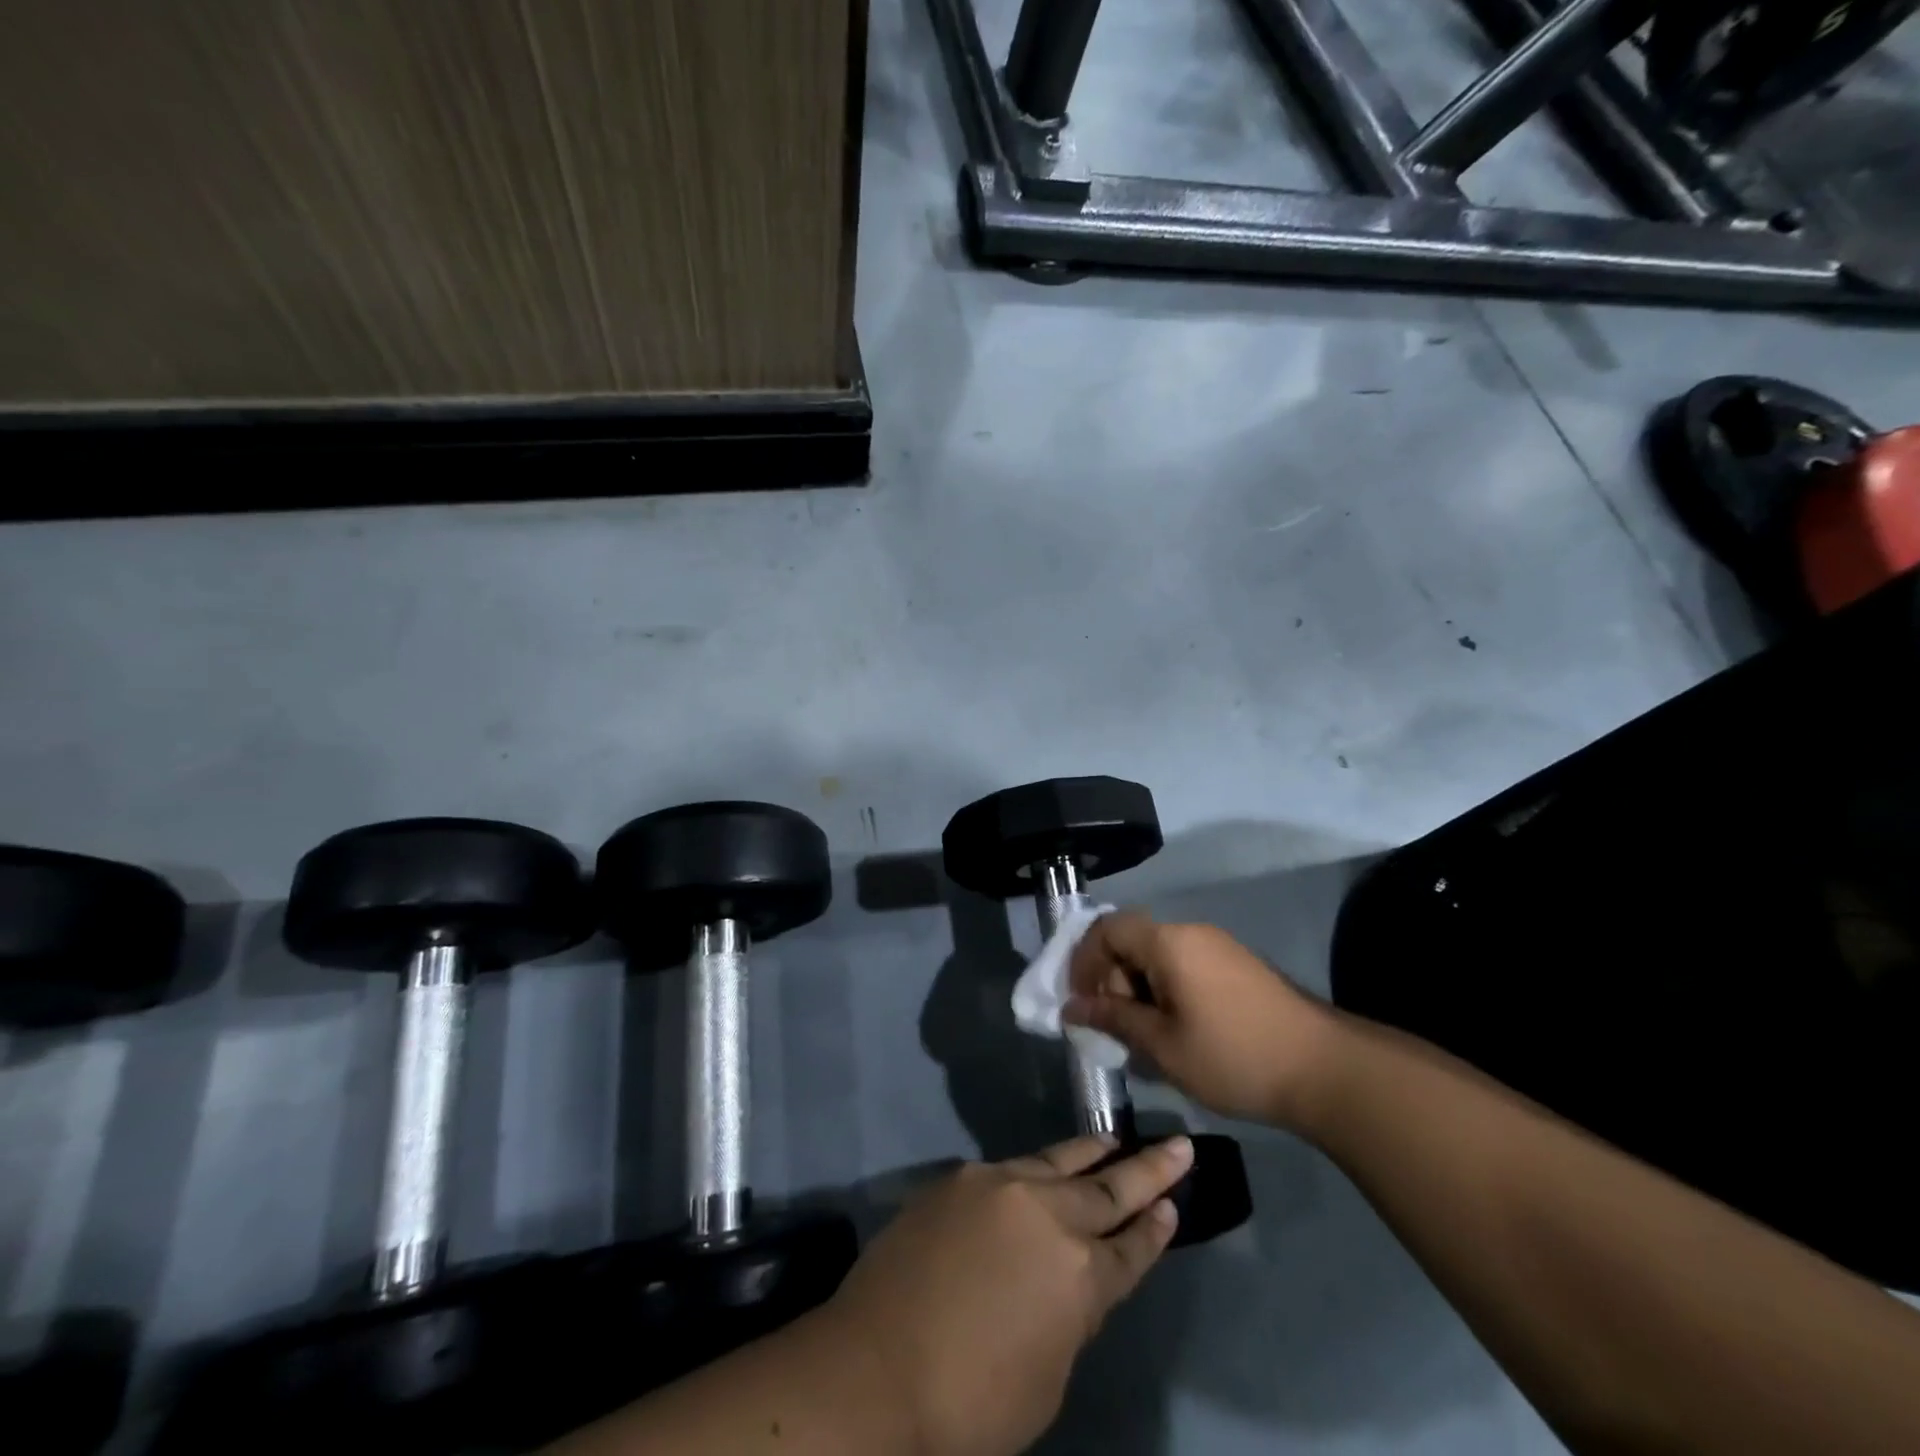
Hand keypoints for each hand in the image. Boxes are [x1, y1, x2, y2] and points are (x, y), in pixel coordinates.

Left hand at [822, 1135, 1192, 1455]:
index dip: (1155, 1228)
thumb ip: (1071, 1315)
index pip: (1131, 1247)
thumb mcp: (1046, 1380)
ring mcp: (1002, 1185)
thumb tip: (1074, 1278)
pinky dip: (1040, 1168)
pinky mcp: (963, 1177)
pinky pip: (1013, 1168)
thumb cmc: (970, 1401)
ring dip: (1093, 1153)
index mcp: (1080, 1275)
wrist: (875, 1365)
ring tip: (1116, 1140)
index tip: (1175, 1203)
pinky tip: (1047, 1169)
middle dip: (1148, 1170)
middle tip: (1178, 1145)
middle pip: (1108, 1188)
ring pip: (1061, 1161)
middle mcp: (1048, 1215)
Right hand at [1063, 911, 1337, 1129]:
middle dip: (1112, 981)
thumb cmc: (1233, 1056)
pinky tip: (1176, 1032)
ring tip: (1145, 1038)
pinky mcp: (1237, 965)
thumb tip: (1070, 1009)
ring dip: (1139, 989)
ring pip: (1157, 956)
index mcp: (1168, 941)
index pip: (1107, 929)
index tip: (1081, 1003)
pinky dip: (1166, 991)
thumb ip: (1113, 1020)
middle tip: (1115, 1028)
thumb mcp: (1163, 1045)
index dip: (1084, 961)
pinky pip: (1184, 965)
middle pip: (1132, 941)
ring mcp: (1218, 946)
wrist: (1326, 1070)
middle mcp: (1191, 932)